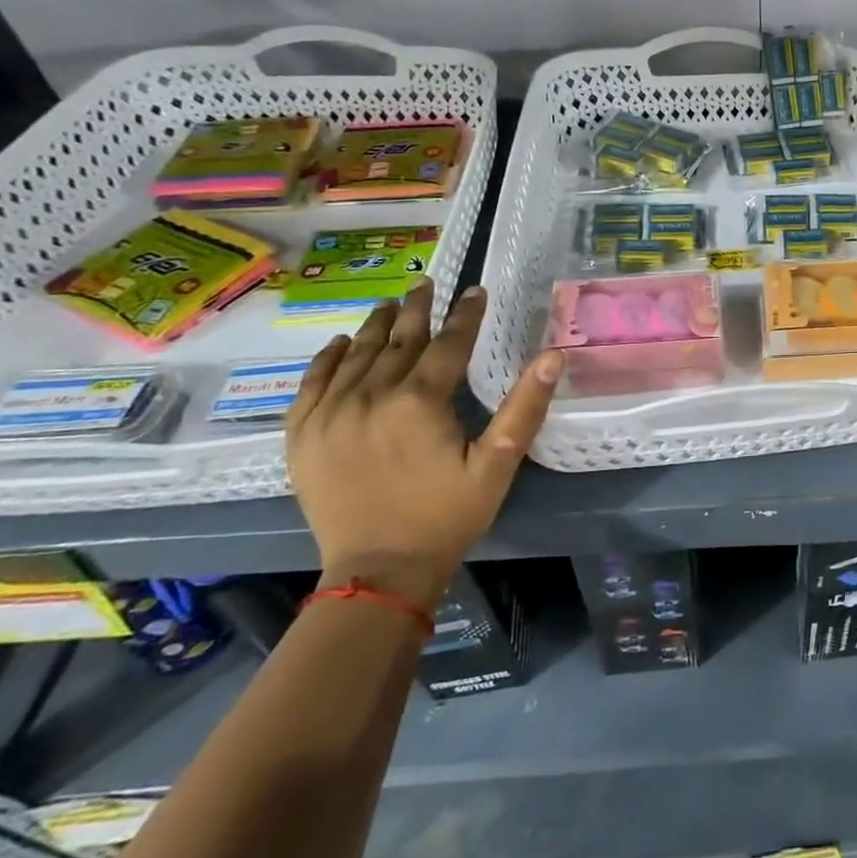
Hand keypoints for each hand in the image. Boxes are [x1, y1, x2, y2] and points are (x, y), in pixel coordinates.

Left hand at [286, 282, 562, 609]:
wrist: (378, 574)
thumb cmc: (447, 516)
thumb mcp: (498, 464)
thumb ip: (525, 406)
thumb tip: (553, 354)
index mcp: (420, 401)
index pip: (448, 343)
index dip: (466, 314)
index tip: (475, 290)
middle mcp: (370, 397)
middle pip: (397, 340)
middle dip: (416, 309)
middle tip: (426, 283)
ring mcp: (330, 415)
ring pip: (355, 355)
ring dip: (375, 326)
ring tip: (390, 304)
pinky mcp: (303, 437)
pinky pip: (311, 384)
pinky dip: (326, 359)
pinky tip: (338, 344)